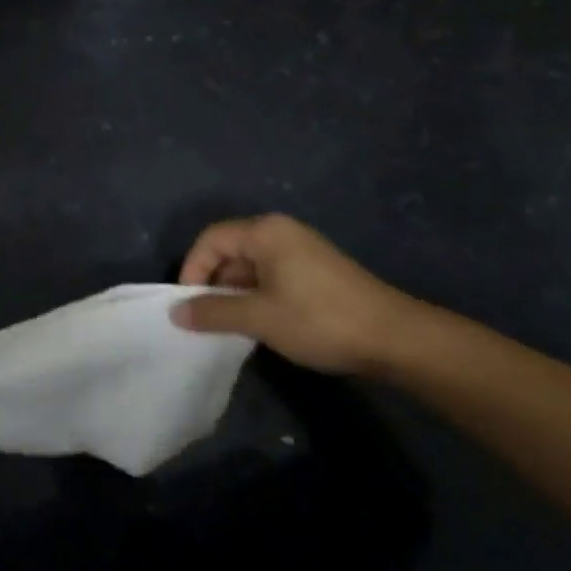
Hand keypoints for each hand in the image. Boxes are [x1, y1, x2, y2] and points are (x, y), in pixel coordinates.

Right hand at [174, 214, 427, 375]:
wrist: (394, 338)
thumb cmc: (319, 320)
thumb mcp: (259, 317)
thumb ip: (214, 312)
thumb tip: (176, 312)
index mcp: (265, 232)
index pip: (211, 239)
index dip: (192, 269)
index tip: (187, 306)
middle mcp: (281, 232)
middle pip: (230, 249)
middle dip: (213, 283)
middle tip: (207, 319)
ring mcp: (301, 251)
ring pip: (251, 266)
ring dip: (235, 293)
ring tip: (231, 326)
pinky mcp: (315, 271)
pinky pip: (271, 276)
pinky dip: (257, 296)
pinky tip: (261, 324)